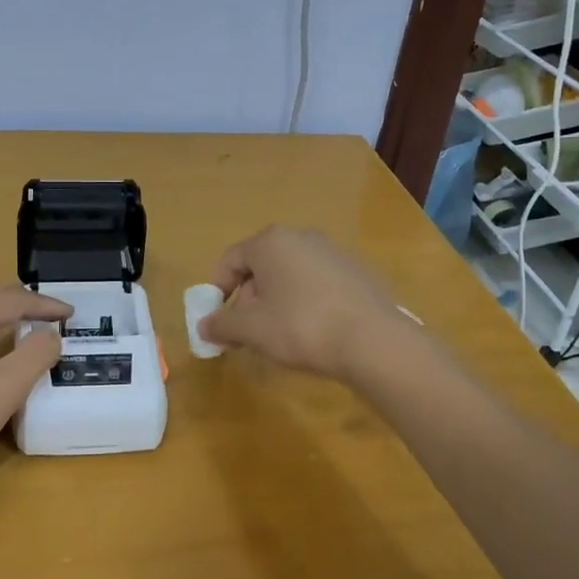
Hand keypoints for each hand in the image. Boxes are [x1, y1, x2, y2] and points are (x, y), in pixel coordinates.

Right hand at [198, 226, 400, 382]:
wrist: (374, 341)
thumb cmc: (301, 327)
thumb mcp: (252, 329)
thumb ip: (222, 324)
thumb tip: (204, 326)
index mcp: (271, 242)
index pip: (230, 259)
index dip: (216, 290)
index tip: (216, 319)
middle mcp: (302, 237)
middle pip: (261, 266)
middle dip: (248, 299)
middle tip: (248, 333)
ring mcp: (333, 252)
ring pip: (290, 275)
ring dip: (276, 302)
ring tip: (280, 336)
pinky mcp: (357, 272)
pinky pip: (317, 284)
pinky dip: (306, 303)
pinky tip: (313, 332)